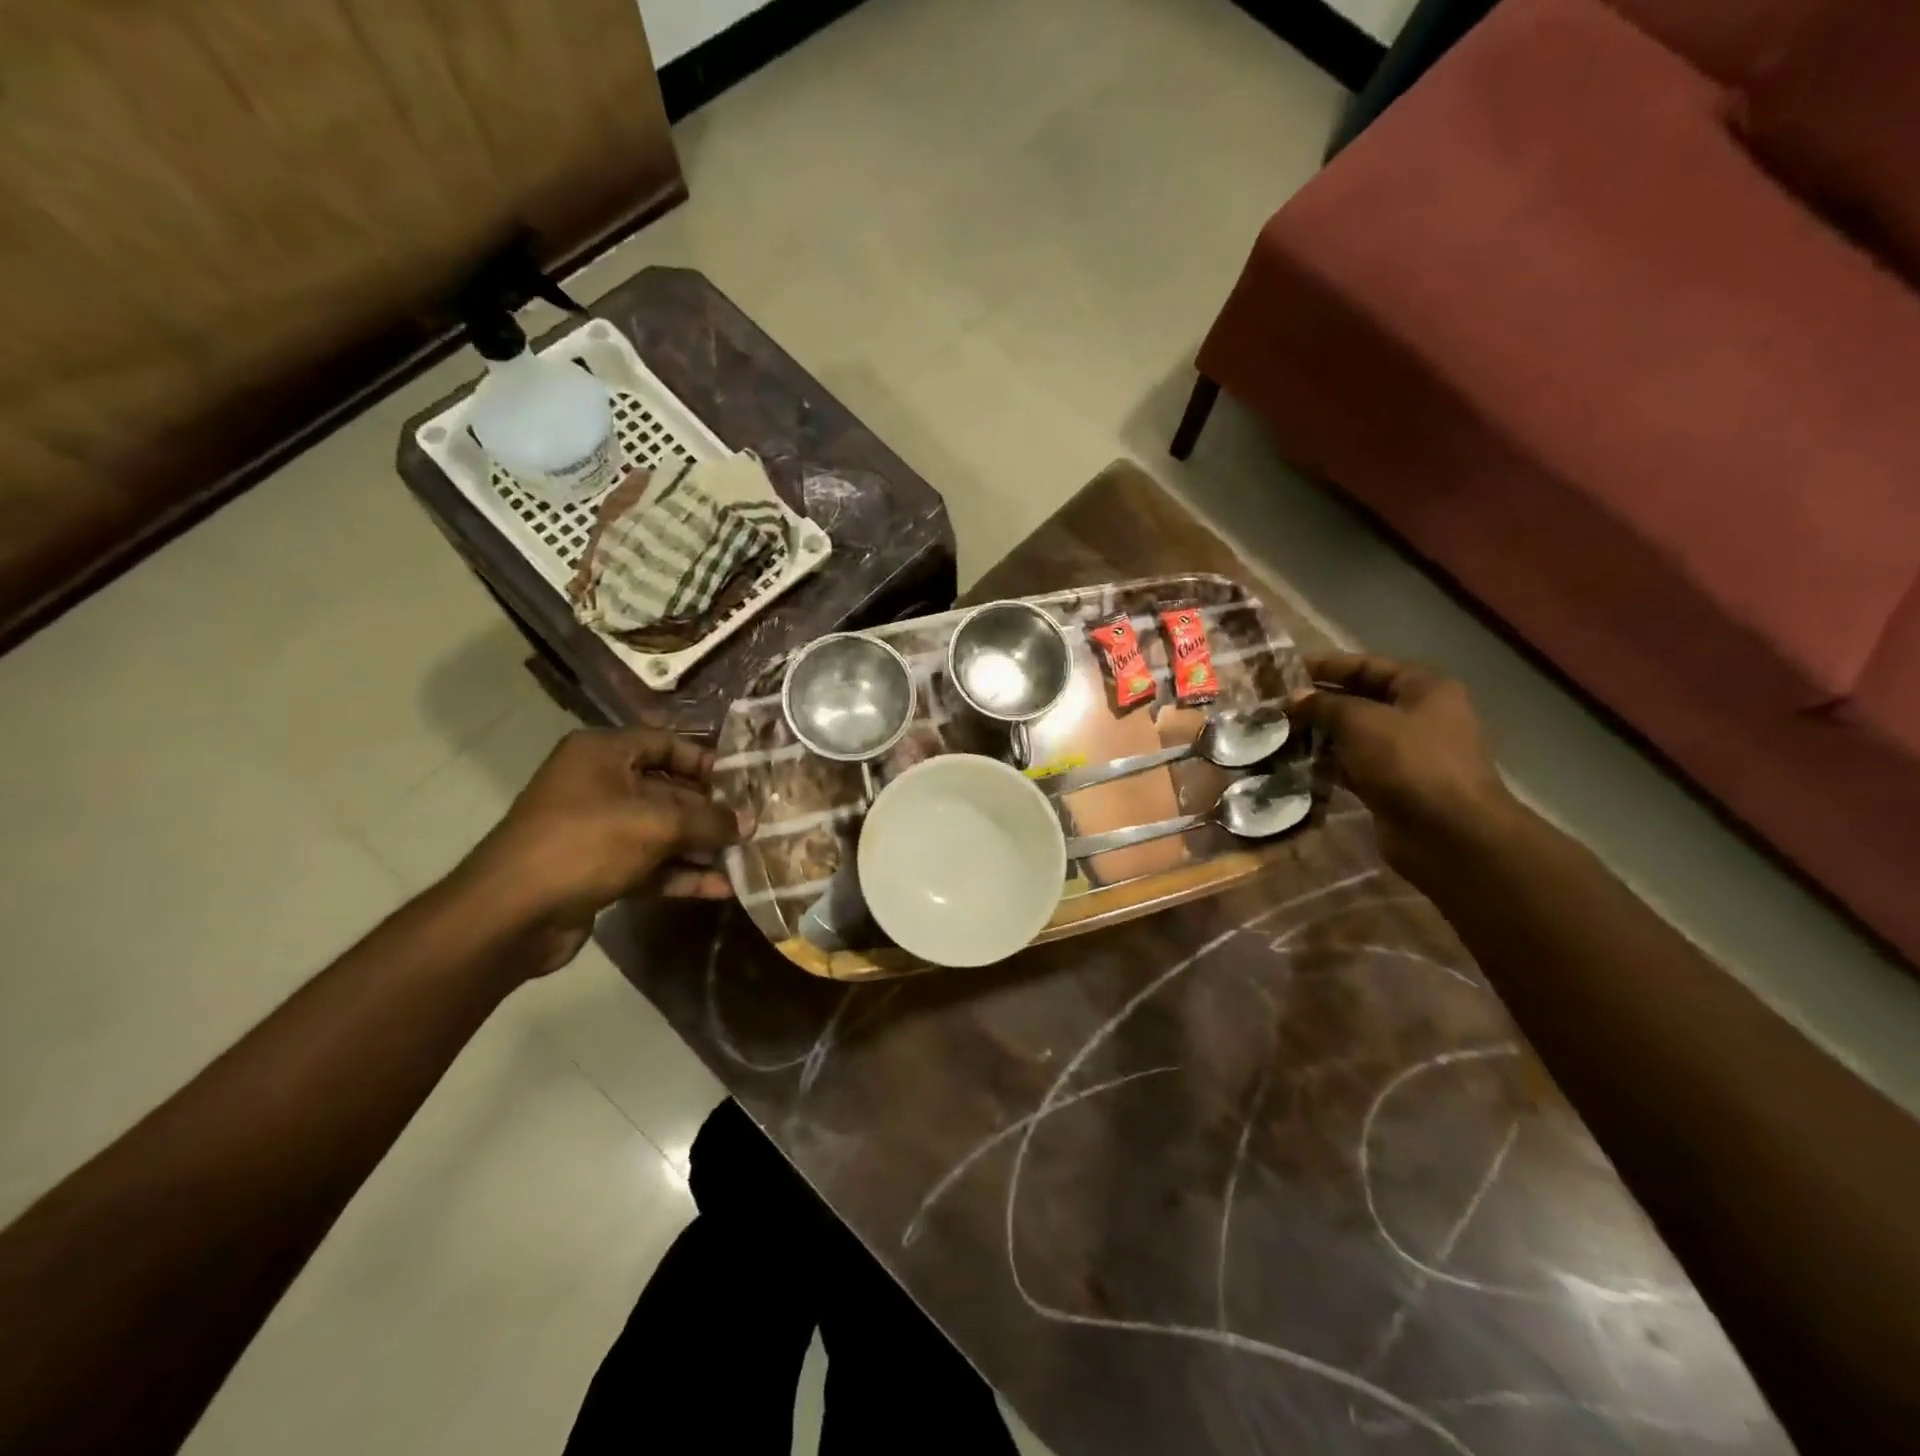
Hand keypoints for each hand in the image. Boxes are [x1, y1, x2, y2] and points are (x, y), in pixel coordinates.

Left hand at [456, 727, 742, 972]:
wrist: (510, 915)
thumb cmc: (584, 844)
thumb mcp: (656, 825)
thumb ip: (708, 821)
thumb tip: (750, 822)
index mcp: (602, 754)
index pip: (665, 743)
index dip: (705, 761)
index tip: (742, 782)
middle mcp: (598, 784)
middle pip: (667, 790)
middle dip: (709, 811)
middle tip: (752, 825)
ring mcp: (597, 829)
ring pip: (661, 831)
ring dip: (700, 846)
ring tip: (745, 857)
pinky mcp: (598, 869)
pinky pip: (649, 864)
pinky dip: (681, 874)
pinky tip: (719, 888)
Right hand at [1290, 653, 1518, 875]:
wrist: (1448, 832)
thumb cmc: (1408, 762)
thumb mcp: (1360, 722)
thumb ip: (1324, 705)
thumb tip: (1295, 699)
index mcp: (1423, 688)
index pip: (1367, 666)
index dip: (1325, 667)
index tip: (1285, 673)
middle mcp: (1419, 715)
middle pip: (1360, 700)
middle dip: (1318, 704)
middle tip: (1275, 707)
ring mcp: (1407, 753)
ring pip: (1354, 736)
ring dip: (1320, 736)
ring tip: (1278, 736)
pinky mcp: (1394, 785)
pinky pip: (1354, 766)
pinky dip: (1329, 765)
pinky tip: (1297, 766)